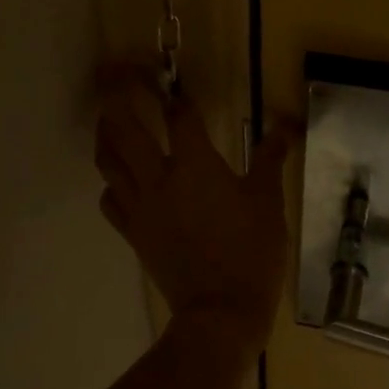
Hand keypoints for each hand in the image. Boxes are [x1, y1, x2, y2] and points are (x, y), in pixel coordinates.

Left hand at [94, 74, 291, 340]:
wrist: (221, 312)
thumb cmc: (251, 253)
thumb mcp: (269, 203)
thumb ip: (270, 160)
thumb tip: (283, 128)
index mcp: (196, 165)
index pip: (179, 116)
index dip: (175, 94)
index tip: (170, 79)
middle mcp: (159, 178)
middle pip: (125, 126)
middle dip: (117, 95)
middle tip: (116, 76)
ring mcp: (140, 206)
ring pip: (108, 160)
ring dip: (106, 132)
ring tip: (108, 118)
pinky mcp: (132, 232)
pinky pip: (110, 199)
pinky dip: (110, 182)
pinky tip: (119, 179)